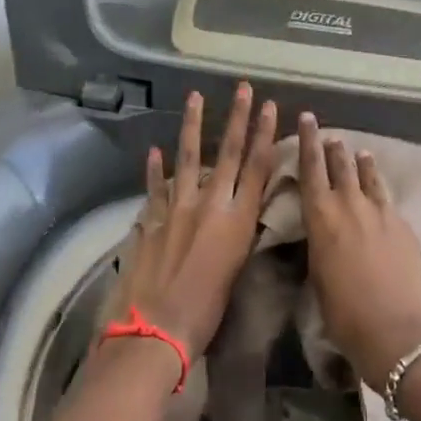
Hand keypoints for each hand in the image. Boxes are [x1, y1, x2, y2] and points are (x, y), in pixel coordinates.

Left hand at [115, 85, 277, 358]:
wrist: (156, 332)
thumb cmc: (206, 314)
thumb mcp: (235, 271)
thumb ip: (236, 236)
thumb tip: (234, 215)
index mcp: (237, 220)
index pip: (256, 167)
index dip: (264, 134)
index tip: (269, 106)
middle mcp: (210, 205)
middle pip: (227, 153)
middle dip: (238, 118)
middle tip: (243, 88)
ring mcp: (177, 208)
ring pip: (188, 157)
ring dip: (193, 125)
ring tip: (195, 97)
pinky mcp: (151, 219)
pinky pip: (155, 187)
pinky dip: (154, 169)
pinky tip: (154, 149)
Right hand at [297, 113, 420, 390]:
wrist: (395, 329)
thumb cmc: (344, 313)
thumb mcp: (318, 275)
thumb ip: (320, 244)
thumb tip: (325, 232)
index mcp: (321, 218)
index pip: (311, 169)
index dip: (308, 142)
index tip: (308, 118)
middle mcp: (350, 205)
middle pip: (340, 166)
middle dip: (332, 147)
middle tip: (329, 133)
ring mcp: (380, 212)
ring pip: (367, 177)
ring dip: (360, 163)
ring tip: (358, 152)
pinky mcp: (403, 224)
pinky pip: (387, 199)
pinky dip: (379, 189)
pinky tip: (380, 192)